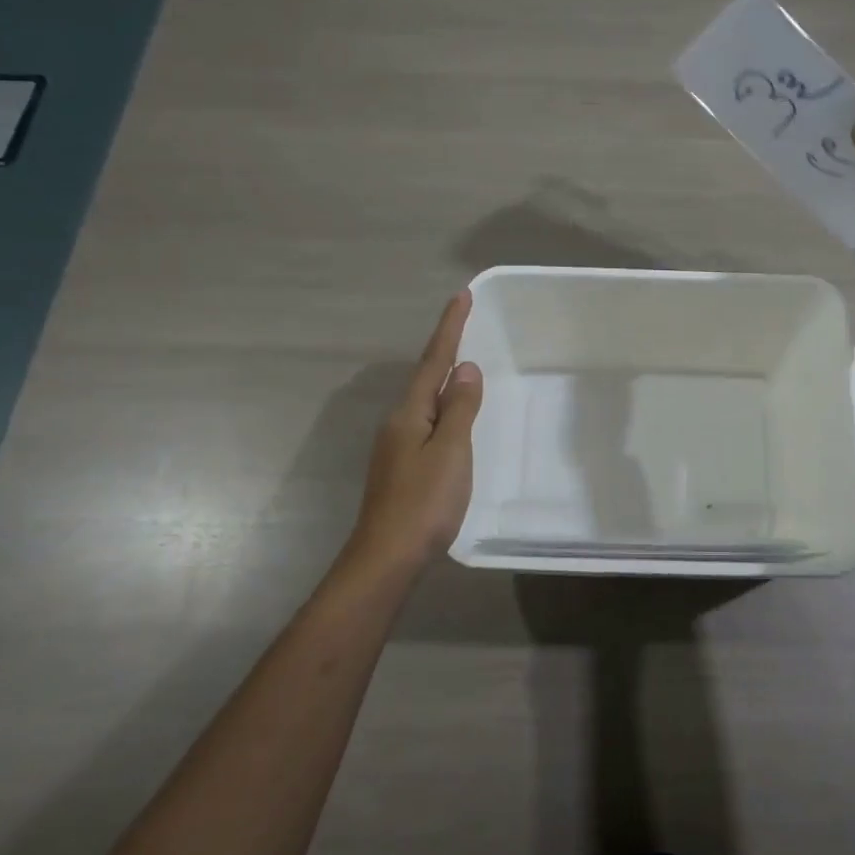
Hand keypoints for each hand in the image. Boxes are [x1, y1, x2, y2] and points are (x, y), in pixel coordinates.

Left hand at [347, 290, 484, 567]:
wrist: (387, 558)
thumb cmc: (423, 502)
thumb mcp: (450, 451)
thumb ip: (459, 408)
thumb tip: (465, 368)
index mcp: (410, 413)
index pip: (433, 360)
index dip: (449, 328)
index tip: (461, 296)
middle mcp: (399, 422)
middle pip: (425, 376)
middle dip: (445, 347)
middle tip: (466, 322)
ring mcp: (397, 446)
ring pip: (425, 400)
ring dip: (443, 377)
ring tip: (464, 363)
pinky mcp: (403, 467)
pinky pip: (428, 422)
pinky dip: (444, 407)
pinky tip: (453, 417)